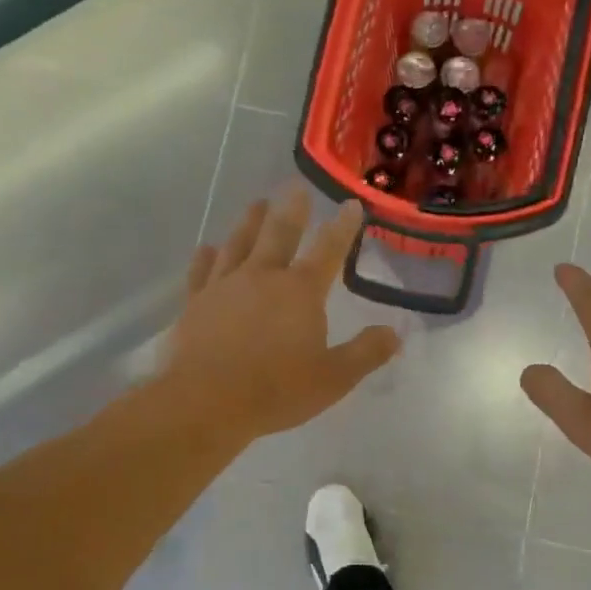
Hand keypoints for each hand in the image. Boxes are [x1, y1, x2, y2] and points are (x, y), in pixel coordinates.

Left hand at [163, 189, 401, 440]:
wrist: (206, 402)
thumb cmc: (276, 390)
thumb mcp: (334, 378)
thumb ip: (366, 353)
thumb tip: (394, 333)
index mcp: (300, 291)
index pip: (328, 250)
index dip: (342, 227)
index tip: (350, 204)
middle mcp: (262, 277)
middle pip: (279, 233)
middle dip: (292, 210)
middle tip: (296, 187)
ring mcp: (224, 287)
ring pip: (239, 244)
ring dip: (250, 222)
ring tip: (257, 204)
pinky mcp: (196, 304)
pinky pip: (202, 272)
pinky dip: (206, 257)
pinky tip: (208, 249)